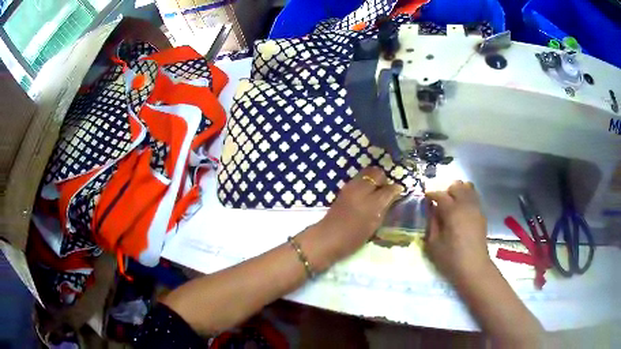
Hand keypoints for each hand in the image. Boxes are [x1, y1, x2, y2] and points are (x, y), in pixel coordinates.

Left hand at [298, 167, 402, 270]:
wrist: (328, 238)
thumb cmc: (353, 238)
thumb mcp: (374, 226)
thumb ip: (384, 209)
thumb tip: (392, 198)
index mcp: (372, 203)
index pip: (389, 189)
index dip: (396, 190)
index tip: (399, 192)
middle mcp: (362, 190)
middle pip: (377, 173)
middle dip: (384, 179)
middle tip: (386, 190)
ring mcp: (351, 187)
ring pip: (367, 173)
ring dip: (373, 179)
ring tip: (376, 191)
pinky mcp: (343, 189)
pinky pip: (358, 179)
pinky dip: (364, 182)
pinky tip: (366, 193)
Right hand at [425, 181, 492, 284]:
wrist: (474, 267)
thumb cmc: (451, 258)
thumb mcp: (433, 243)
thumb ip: (431, 223)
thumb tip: (431, 210)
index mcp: (452, 211)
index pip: (440, 194)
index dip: (431, 194)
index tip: (425, 198)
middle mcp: (466, 205)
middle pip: (457, 185)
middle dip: (446, 191)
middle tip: (440, 203)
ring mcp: (476, 208)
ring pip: (468, 187)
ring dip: (458, 192)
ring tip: (452, 204)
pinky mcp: (482, 214)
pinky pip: (474, 197)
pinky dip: (467, 198)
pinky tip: (462, 211)